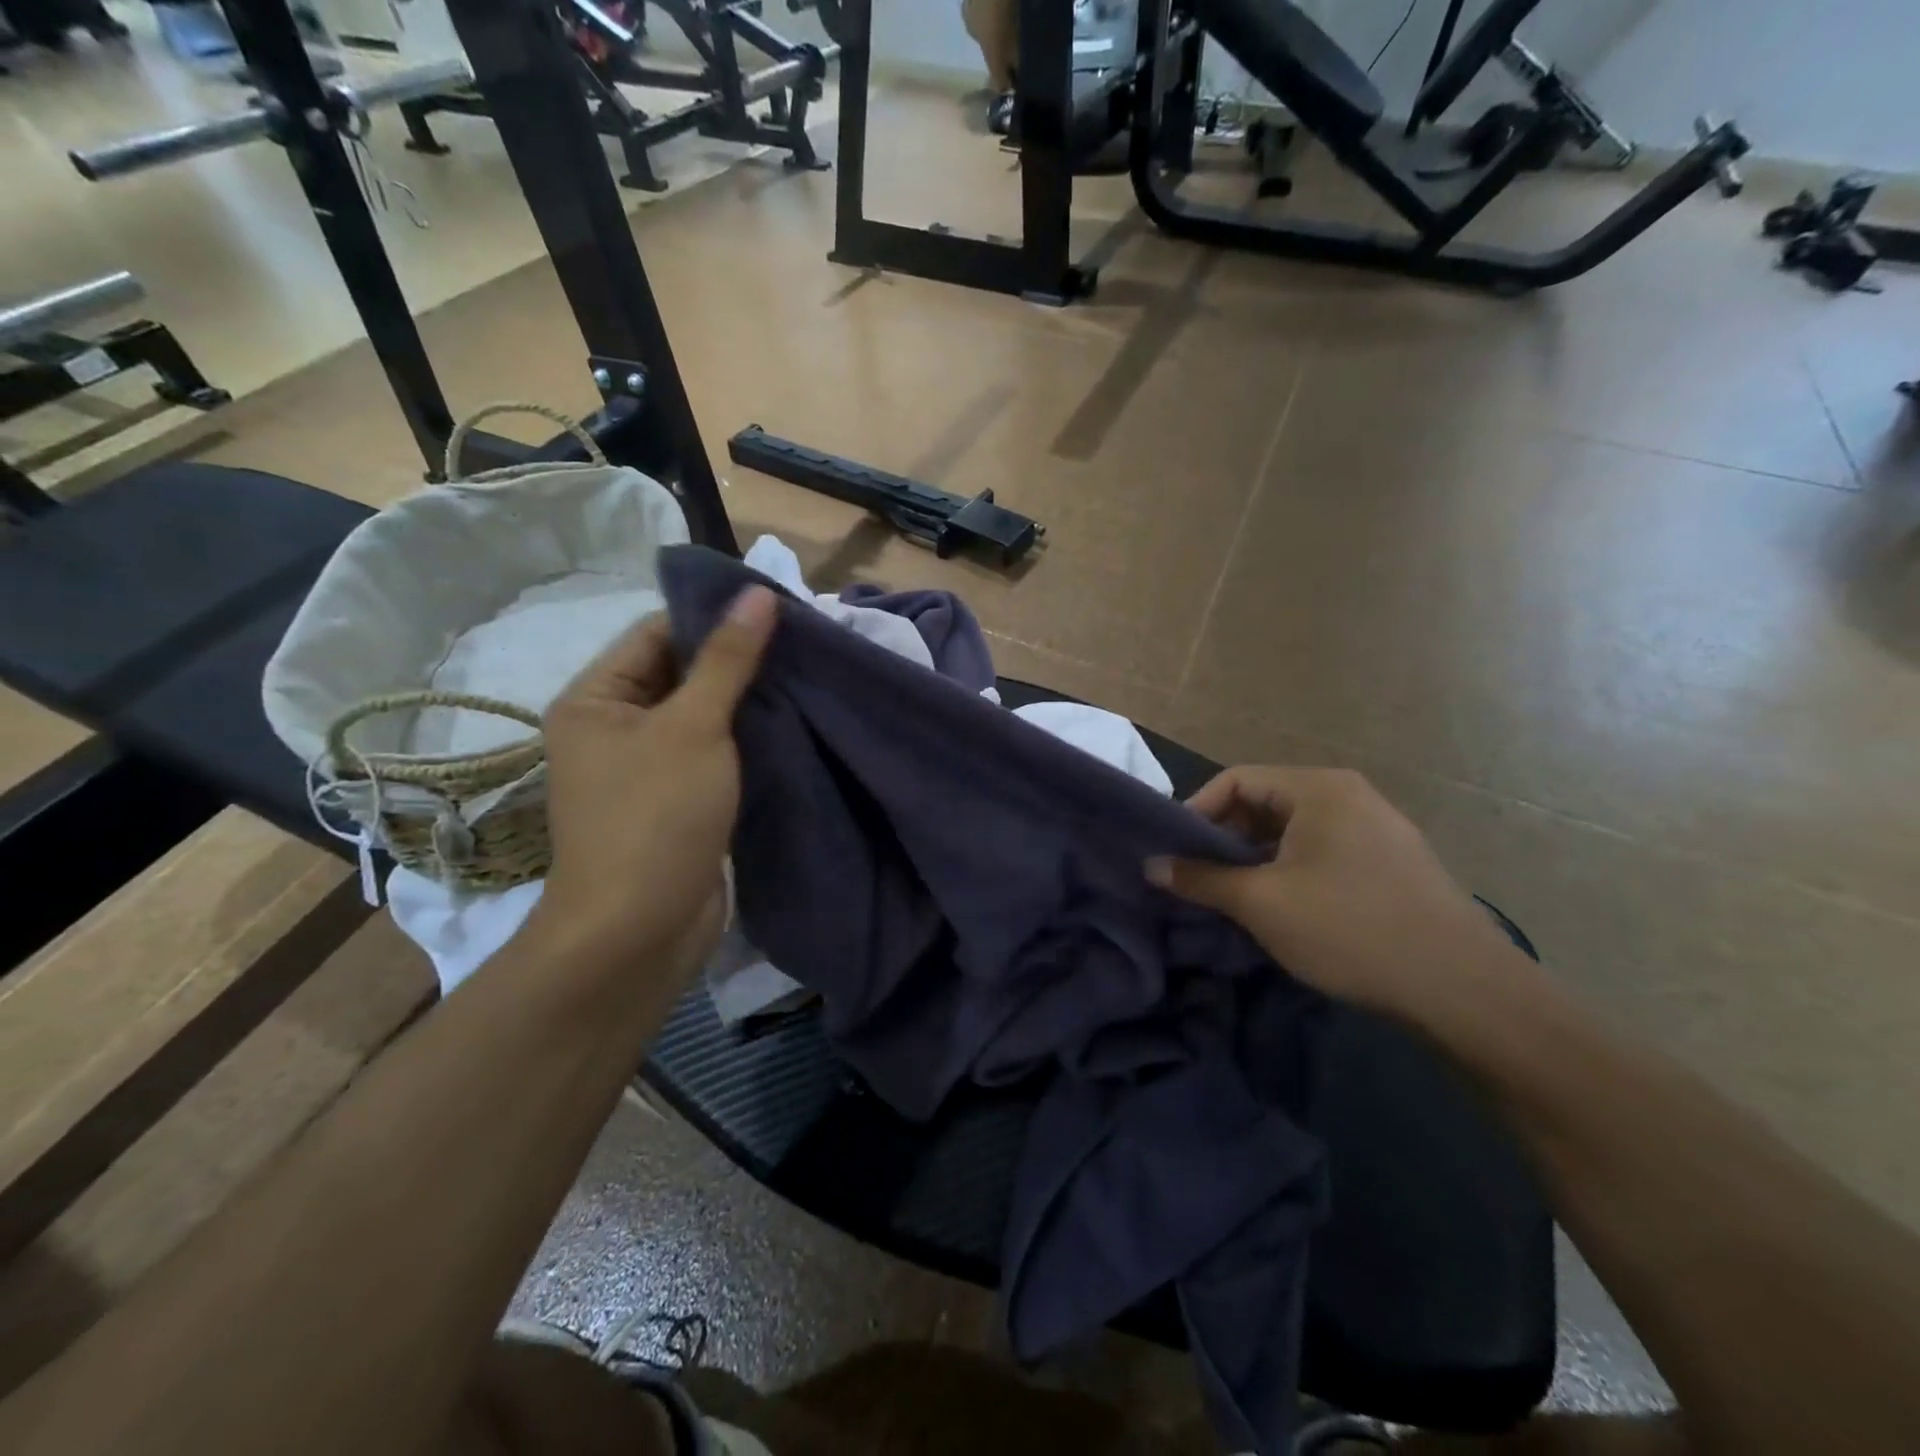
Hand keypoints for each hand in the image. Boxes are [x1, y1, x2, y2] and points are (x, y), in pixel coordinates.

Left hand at [528, 587, 777, 980]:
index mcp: (595, 699)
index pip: (656, 633)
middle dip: (736, 662)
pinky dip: (746, 742)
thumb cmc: (655, 816)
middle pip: (680, 674)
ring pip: (702, 717)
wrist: (639, 930)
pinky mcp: (677, 802)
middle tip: (800, 644)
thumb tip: (758, 592)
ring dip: (746, 703)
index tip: (775, 611)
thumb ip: (727, 660)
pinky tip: (790, 725)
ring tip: (804, 678)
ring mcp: (646, 769)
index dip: (712, 617)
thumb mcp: (694, 727)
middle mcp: (613, 728)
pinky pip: (713, 755)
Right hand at [1148, 766, 1528, 1022]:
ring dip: (1255, 859)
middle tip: (1198, 877)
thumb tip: (1152, 866)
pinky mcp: (1392, 864)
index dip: (1196, 810)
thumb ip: (1201, 879)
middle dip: (1224, 838)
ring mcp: (1377, 829)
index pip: (1236, 779)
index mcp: (1318, 788)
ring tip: (1233, 897)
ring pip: (1293, 831)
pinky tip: (1283, 909)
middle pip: (1265, 803)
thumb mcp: (1261, 903)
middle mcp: (1349, 795)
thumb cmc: (1349, 928)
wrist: (1464, 988)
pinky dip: (1289, 871)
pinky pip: (1322, 852)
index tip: (1173, 851)